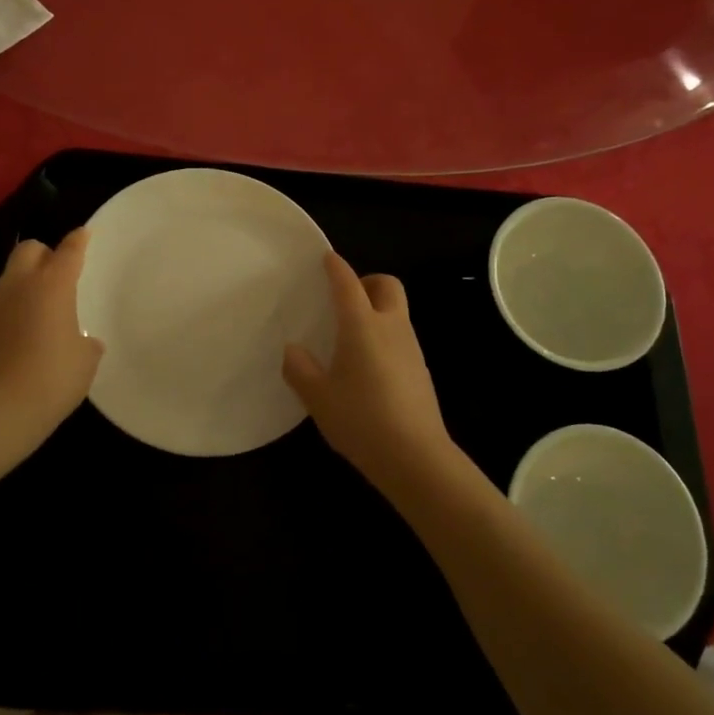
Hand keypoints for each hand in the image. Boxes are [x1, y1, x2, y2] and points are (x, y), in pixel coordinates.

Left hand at [0, 229, 102, 469]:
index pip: (68, 250)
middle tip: (58, 276)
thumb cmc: (50, 382)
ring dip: (25, 285)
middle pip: (29, 249)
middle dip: (45, 254)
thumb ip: (86, 343)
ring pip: (9, 278)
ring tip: (38, 314)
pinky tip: (17, 338)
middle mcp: (17, 285)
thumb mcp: (84, 363)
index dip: (79, 240)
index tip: (84, 234)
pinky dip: (9, 311)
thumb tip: (82, 342)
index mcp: (52, 286)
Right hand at [283, 253, 457, 494]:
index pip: (348, 284)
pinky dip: (385, 336)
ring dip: (377, 310)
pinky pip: (400, 337)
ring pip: (397, 312)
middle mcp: (391, 327)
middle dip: (368, 282)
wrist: (416, 457)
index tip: (327, 258)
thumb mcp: (318, 398)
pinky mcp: (420, 370)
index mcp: (362, 326)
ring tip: (351, 336)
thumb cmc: (361, 420)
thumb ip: (300, 370)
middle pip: (387, 286)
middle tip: (346, 299)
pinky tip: (368, 366)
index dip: (336, 268)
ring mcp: (411, 348)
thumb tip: (293, 350)